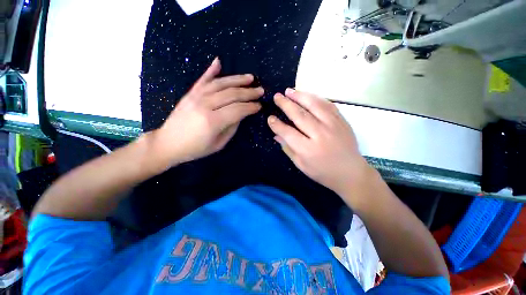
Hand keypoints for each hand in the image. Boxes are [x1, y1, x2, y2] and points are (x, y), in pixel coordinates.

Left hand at [153, 58, 262, 166]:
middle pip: (231, 94)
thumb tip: (242, 114)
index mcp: (213, 121)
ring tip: (250, 77)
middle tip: (260, 90)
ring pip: (220, 83)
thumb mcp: (219, 144)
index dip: (251, 107)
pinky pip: (202, 79)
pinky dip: (211, 70)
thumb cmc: (195, 148)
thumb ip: (232, 127)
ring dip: (237, 79)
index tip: (259, 106)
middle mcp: (205, 105)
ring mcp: (196, 97)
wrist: (168, 143)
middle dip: (249, 92)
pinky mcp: (190, 93)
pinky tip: (219, 61)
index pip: (238, 109)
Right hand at [267, 89, 369, 195]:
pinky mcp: (342, 121)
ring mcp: (332, 125)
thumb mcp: (301, 164)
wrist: (350, 172)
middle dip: (285, 104)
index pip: (287, 132)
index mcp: (307, 149)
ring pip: (313, 105)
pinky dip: (315, 98)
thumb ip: (288, 148)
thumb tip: (276, 135)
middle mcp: (319, 134)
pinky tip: (307, 95)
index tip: (270, 118)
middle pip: (299, 115)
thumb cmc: (322, 172)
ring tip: (289, 91)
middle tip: (277, 96)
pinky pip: (327, 104)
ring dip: (300, 96)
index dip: (277, 124)